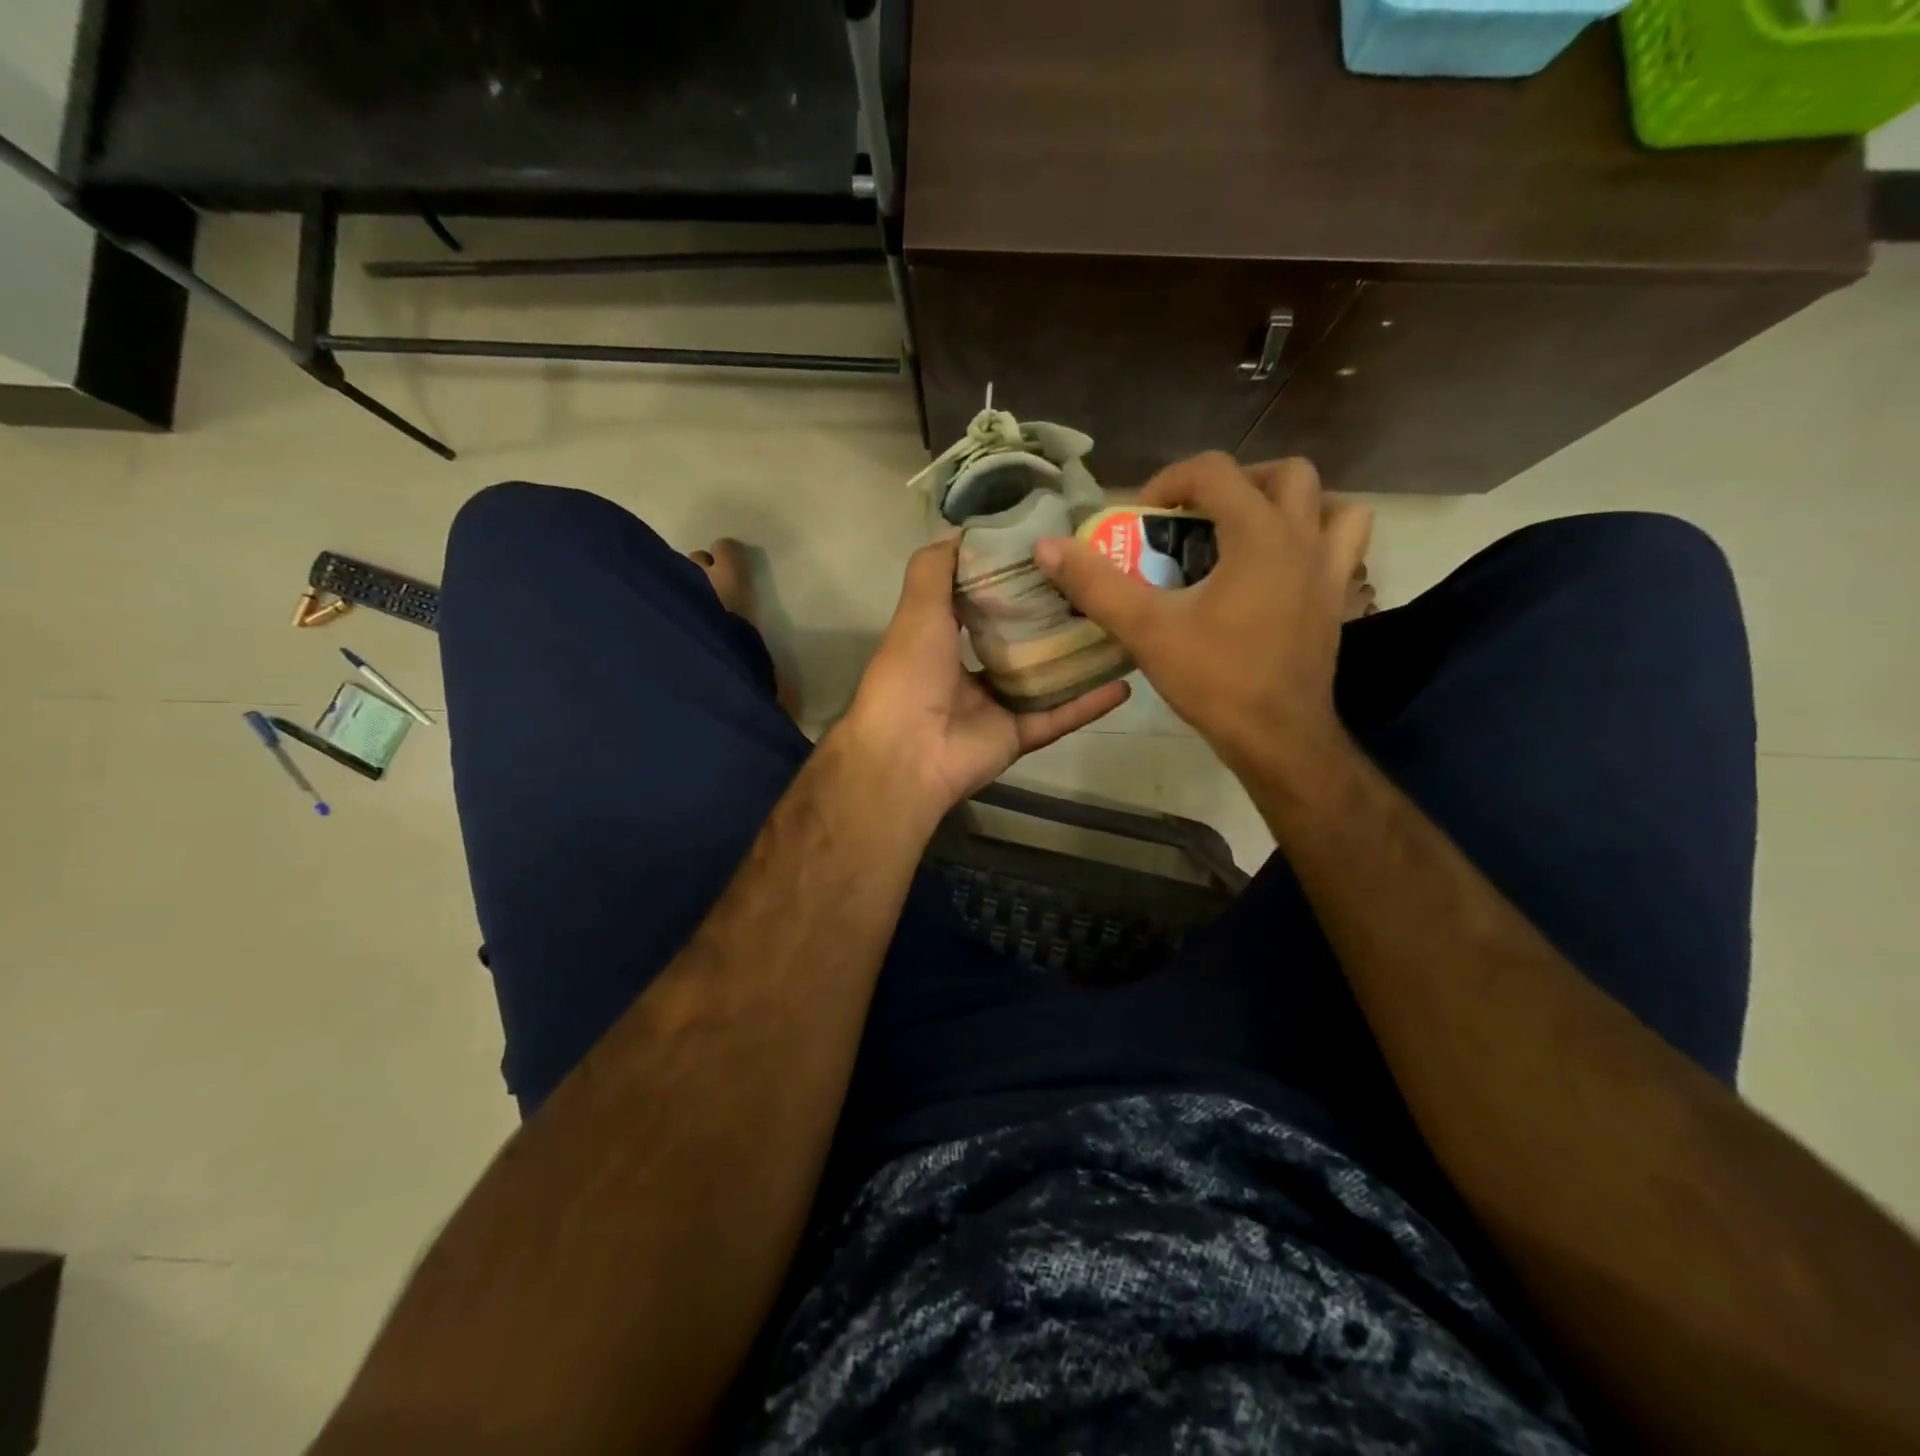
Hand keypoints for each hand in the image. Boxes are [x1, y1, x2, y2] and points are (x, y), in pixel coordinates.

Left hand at [840, 539, 1129, 816]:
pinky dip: (1089, 703)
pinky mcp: (1018, 737)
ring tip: (1120, 627)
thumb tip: (963, 531)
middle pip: (1022, 641)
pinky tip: (1124, 682)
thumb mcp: (918, 608)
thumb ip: (935, 569)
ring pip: (1046, 679)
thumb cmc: (909, 672)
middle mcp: (972, 673)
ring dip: (1079, 658)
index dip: (1013, 577)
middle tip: (1098, 583)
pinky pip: (1060, 717)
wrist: (906, 752)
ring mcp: (997, 708)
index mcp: (944, 642)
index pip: (984, 603)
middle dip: (1054, 615)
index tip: (1051, 549)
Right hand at [1033, 453, 1368, 781]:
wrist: (1278, 738)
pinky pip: (1344, 549)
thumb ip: (1096, 584)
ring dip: (1291, 506)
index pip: (1215, 470)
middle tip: (1203, 517)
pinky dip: (1317, 543)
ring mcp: (1330, 572)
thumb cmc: (1215, 680)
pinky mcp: (1338, 603)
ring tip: (1250, 534)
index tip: (1144, 519)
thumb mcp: (1146, 630)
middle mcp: (1304, 540)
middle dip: (1238, 484)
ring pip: (1331, 505)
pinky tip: (1281, 571)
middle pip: (1285, 475)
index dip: (1171, 482)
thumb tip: (1047, 546)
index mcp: (1259, 535)